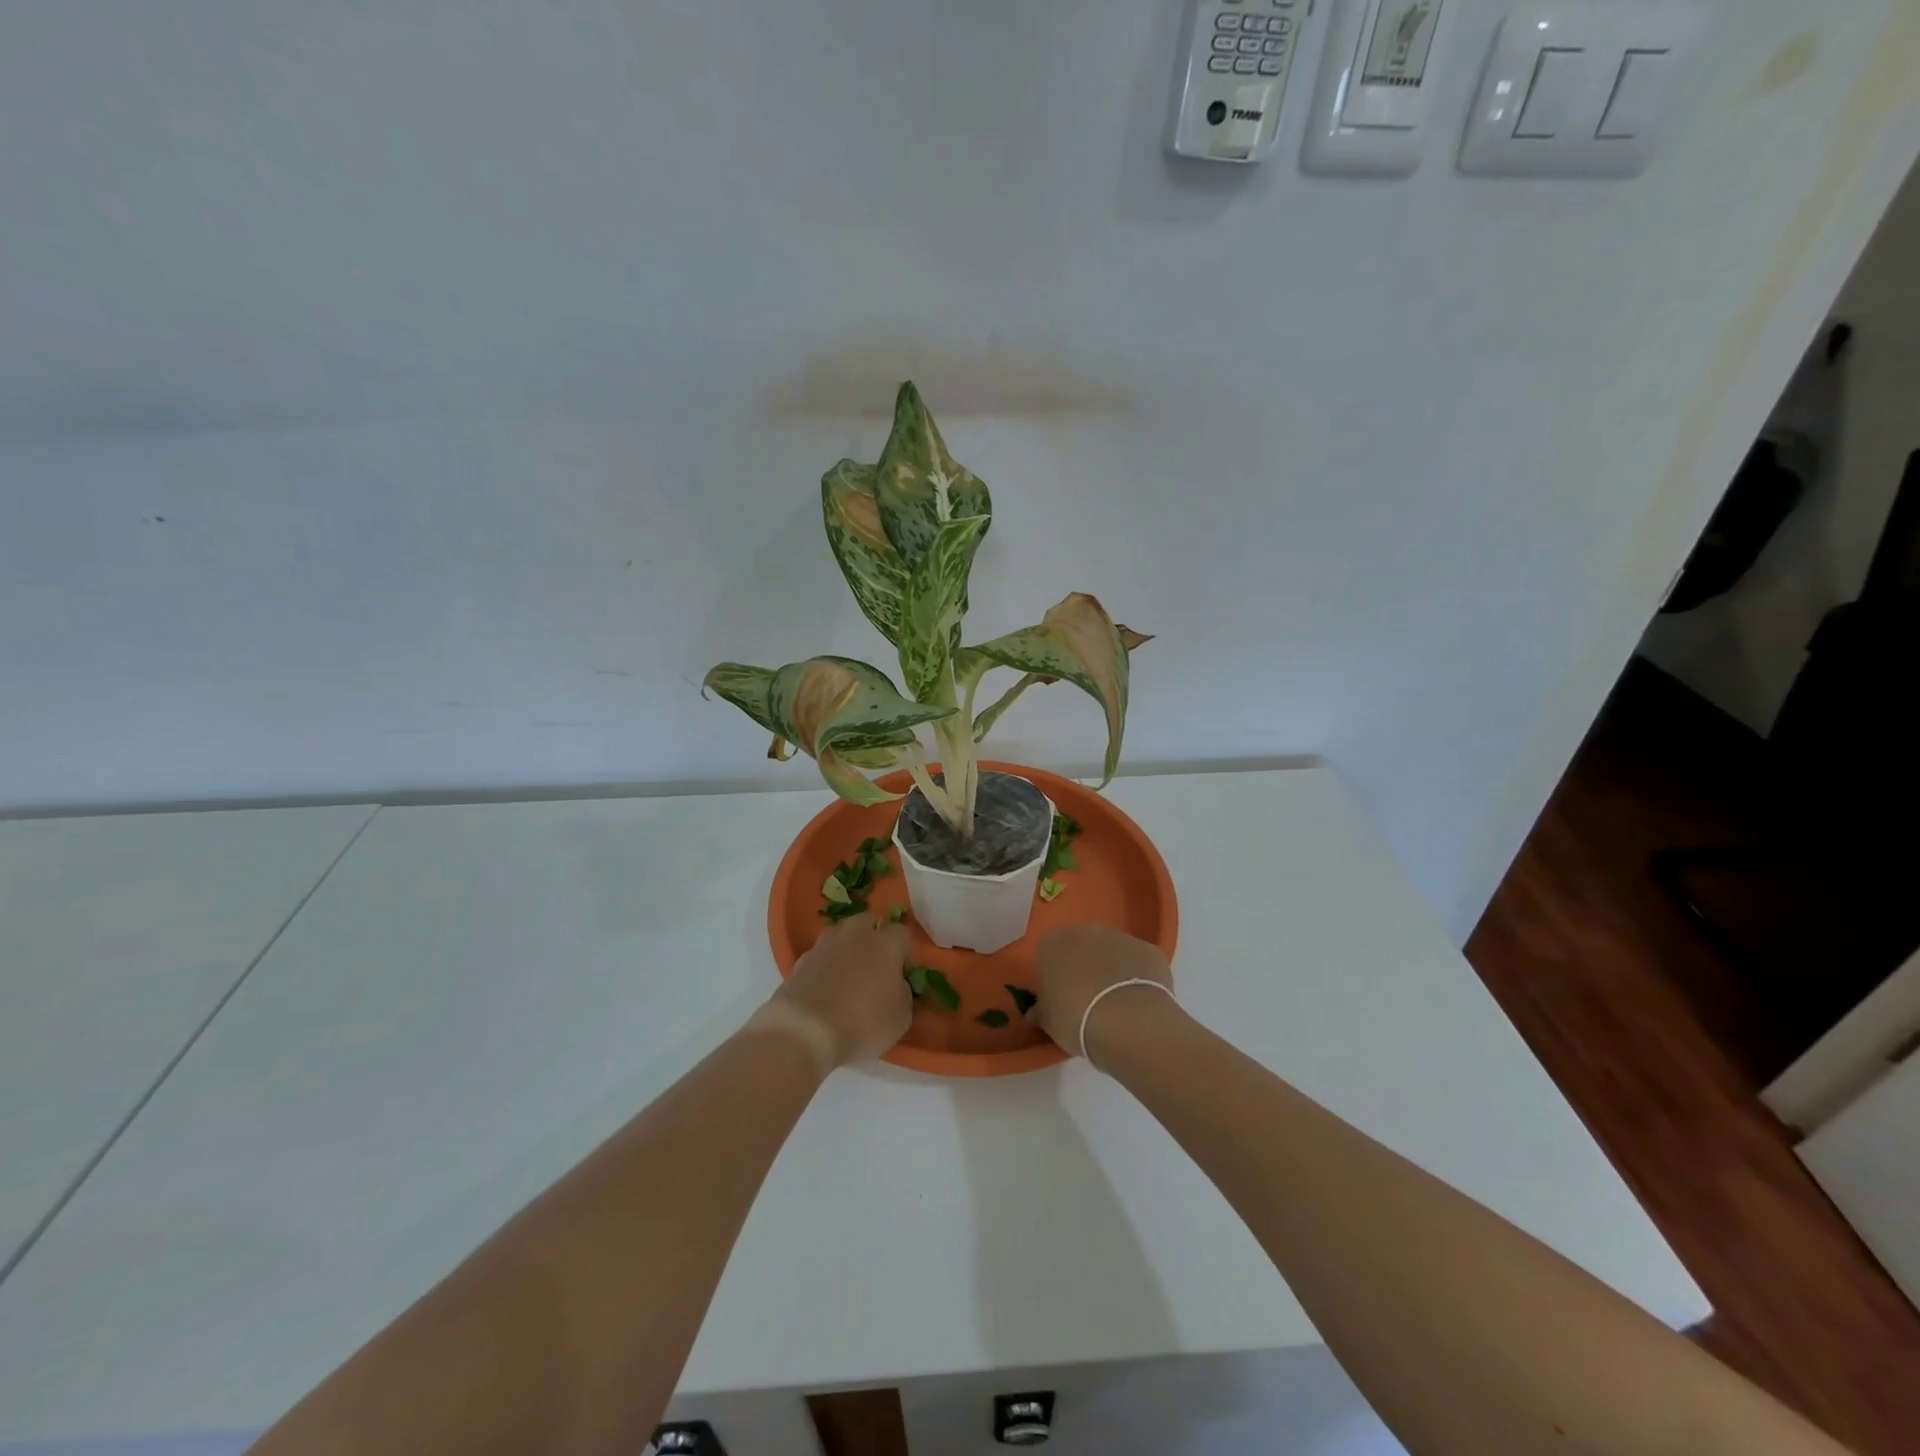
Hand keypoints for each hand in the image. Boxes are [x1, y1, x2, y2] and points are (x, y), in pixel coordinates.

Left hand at [762, 917, 913, 1068]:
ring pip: (840, 936)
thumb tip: (897, 985)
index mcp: (886, 944)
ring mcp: (824, 945)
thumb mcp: (900, 1018)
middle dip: (872, 938)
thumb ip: (904, 994)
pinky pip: (819, 956)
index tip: (902, 974)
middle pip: (867, 923)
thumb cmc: (862, 1024)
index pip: (902, 934)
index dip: (904, 953)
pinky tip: (823, 989)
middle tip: (874, 967)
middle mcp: (855, 935)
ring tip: (846, 977)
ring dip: (845, 949)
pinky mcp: (800, 961)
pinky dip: (823, 966)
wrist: (805, 1031)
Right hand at [1033, 924, 1176, 1058]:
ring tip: (1117, 1005)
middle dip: (1084, 966)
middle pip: (1082, 946)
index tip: (1060, 995)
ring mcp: (1120, 937)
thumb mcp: (1049, 1022)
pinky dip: (1138, 976)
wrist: (1127, 1021)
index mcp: (1053, 943)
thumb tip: (1034, 1015)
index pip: (1048, 950)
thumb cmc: (1075, 1019)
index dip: (1055, 973)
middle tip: (1088, 999)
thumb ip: (1041, 1012)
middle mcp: (1085, 931)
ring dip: (1112, 970)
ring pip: (1112, 952)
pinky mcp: (1149, 950)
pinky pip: (1139, 962)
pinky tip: (1139, 1003)